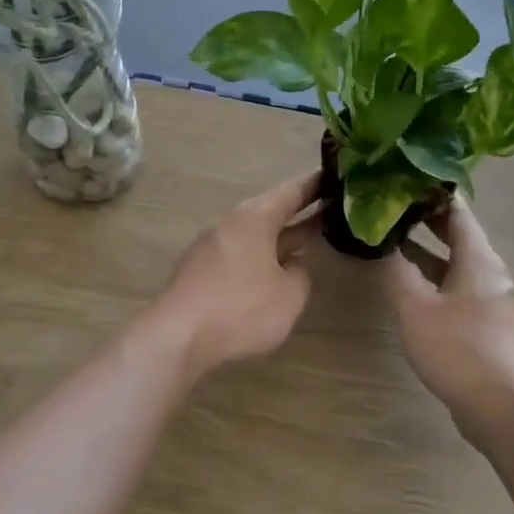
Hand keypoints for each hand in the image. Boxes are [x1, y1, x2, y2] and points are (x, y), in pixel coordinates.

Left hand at [151, 171, 320, 379]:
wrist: (177, 336)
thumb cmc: (241, 308)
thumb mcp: (289, 295)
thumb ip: (299, 274)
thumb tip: (292, 264)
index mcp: (255, 218)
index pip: (292, 192)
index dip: (316, 185)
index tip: (336, 176)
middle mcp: (230, 223)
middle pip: (271, 211)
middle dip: (300, 212)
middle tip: (331, 210)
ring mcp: (210, 246)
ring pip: (254, 234)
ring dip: (279, 236)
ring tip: (307, 240)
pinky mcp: (198, 270)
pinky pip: (238, 253)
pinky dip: (260, 256)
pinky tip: (271, 271)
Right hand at [383, 198, 513, 447]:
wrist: (506, 409)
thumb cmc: (461, 350)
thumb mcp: (416, 308)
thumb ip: (396, 271)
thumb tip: (379, 240)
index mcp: (478, 257)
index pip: (455, 209)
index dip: (428, 190)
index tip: (399, 176)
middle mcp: (488, 271)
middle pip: (456, 233)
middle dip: (423, 217)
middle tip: (387, 204)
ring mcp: (489, 298)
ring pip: (454, 262)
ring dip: (425, 249)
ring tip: (389, 237)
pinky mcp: (484, 324)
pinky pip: (455, 286)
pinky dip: (431, 276)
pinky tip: (407, 283)